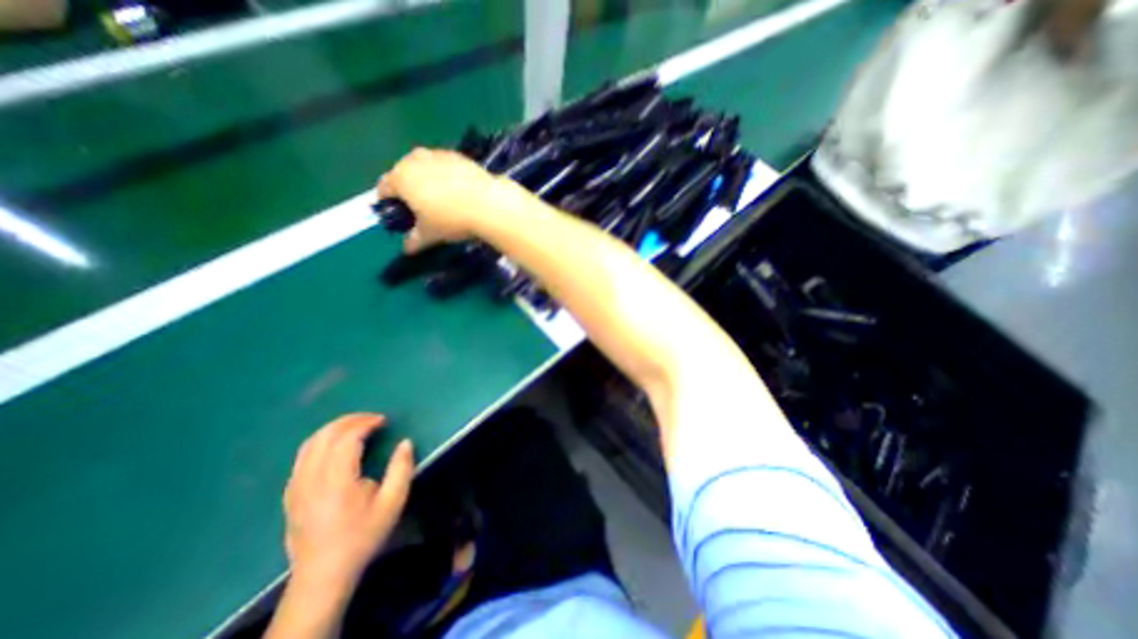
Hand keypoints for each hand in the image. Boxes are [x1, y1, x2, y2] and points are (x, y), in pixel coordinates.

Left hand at [281, 415, 417, 587]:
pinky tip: (335, 445)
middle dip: (350, 420)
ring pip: (309, 444)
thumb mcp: (393, 503)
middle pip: (325, 436)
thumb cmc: (363, 535)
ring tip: (355, 425)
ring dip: (334, 428)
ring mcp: (296, 486)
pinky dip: (321, 441)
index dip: (365, 423)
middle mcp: (311, 479)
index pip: (346, 439)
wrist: (323, 574)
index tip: (383, 421)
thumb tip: (405, 442)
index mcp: (336, 481)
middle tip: (372, 418)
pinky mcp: (290, 493)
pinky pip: (302, 456)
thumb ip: (402, 469)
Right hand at [377, 145, 504, 250]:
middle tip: (421, 208)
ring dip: (426, 179)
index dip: (389, 202)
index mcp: (400, 178)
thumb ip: (414, 241)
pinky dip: (445, 175)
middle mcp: (414, 159)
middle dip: (408, 188)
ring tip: (440, 199)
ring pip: (424, 166)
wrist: (488, 203)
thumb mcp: (430, 234)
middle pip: (403, 173)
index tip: (399, 214)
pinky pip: (444, 165)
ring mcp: (437, 154)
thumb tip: (406, 249)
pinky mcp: (458, 155)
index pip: (384, 188)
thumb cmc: (451, 219)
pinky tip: (457, 190)